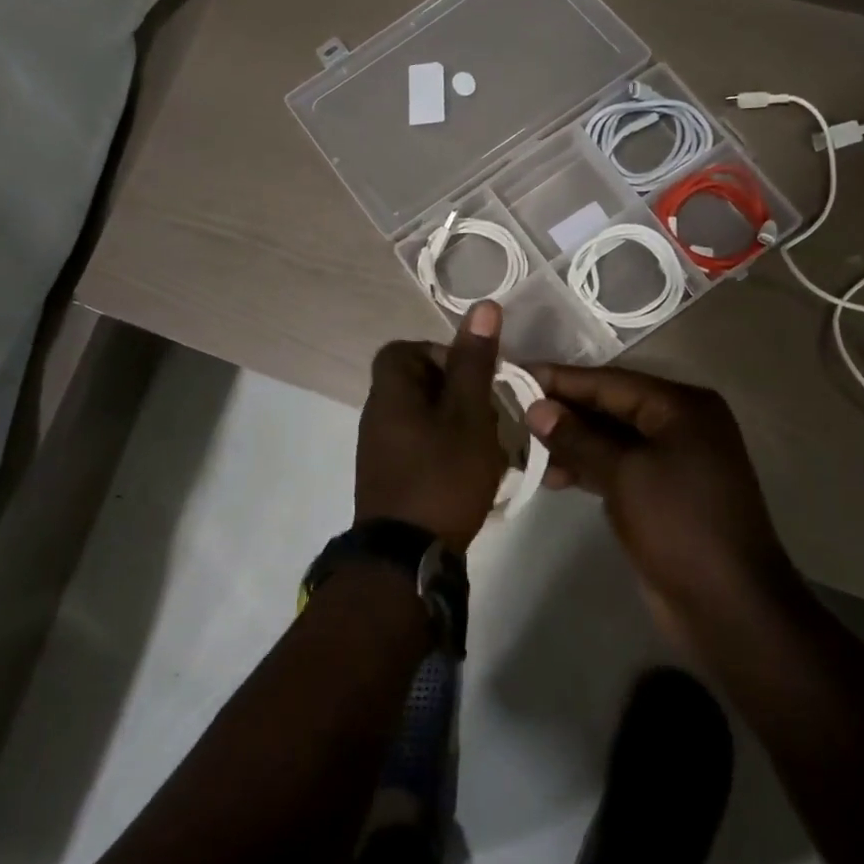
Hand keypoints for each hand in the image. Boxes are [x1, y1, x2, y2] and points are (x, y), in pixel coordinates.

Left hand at [355, 302, 507, 551]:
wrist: (407, 557)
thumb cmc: (442, 476)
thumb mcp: (468, 415)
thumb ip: (474, 362)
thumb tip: (482, 306)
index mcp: (390, 392)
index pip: (403, 350)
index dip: (439, 353)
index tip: (473, 375)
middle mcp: (376, 415)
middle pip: (415, 383)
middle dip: (456, 391)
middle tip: (487, 411)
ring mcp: (379, 449)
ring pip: (420, 417)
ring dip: (454, 422)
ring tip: (486, 443)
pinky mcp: (388, 477)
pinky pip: (418, 445)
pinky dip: (444, 448)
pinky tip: (470, 469)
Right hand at [525, 365, 797, 625]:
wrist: (728, 606)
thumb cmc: (678, 525)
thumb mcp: (623, 474)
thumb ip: (577, 437)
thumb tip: (536, 408)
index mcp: (682, 407)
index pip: (610, 382)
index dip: (561, 379)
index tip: (516, 373)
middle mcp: (680, 424)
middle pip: (610, 407)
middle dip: (563, 411)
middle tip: (511, 409)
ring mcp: (673, 459)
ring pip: (610, 439)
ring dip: (570, 442)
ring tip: (522, 447)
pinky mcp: (661, 491)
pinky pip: (617, 466)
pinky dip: (586, 467)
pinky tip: (550, 475)